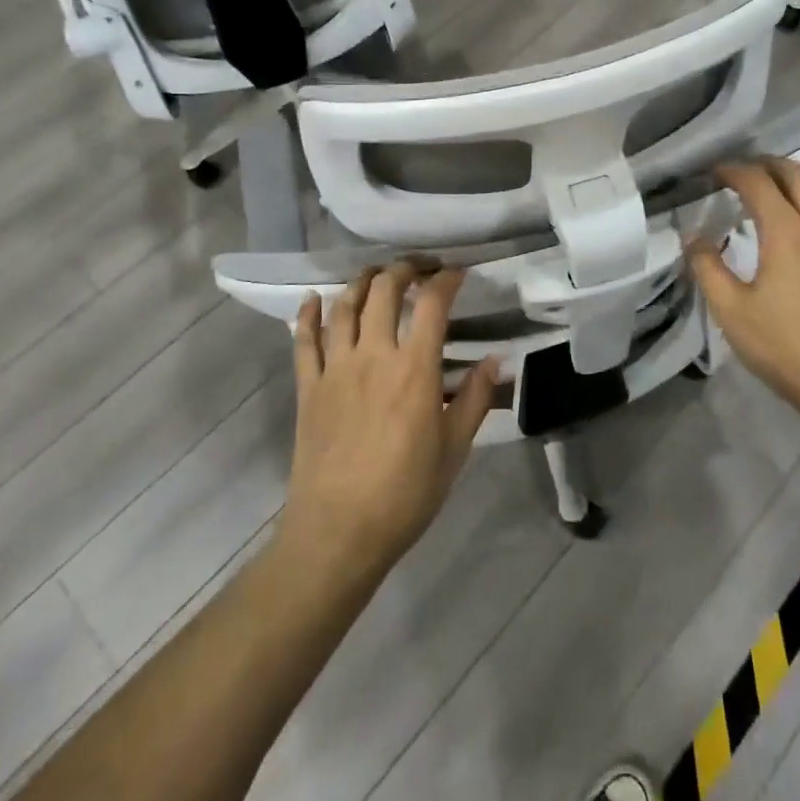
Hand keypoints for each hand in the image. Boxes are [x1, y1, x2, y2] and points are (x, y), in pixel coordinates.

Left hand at [279, 262, 499, 586]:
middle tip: (419, 268)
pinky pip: (304, 340)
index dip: (446, 280)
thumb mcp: (454, 449)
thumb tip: (494, 360)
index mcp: (414, 369)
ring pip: (344, 306)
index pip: (432, 304)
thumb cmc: (406, 493)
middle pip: (384, 291)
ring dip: (362, 282)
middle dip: (404, 269)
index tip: (458, 273)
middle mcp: (373, 355)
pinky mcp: (308, 387)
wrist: (339, 531)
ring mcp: (335, 368)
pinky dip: (308, 314)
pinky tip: (313, 298)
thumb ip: (476, 399)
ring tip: (376, 275)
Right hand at [685, 160, 799, 439]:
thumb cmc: (787, 350)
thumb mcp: (732, 313)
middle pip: (799, 176)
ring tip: (785, 184)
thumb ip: (708, 269)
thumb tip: (694, 238)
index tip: (715, 173)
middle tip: (747, 171)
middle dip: (769, 165)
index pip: (758, 183)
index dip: (734, 171)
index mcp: (788, 234)